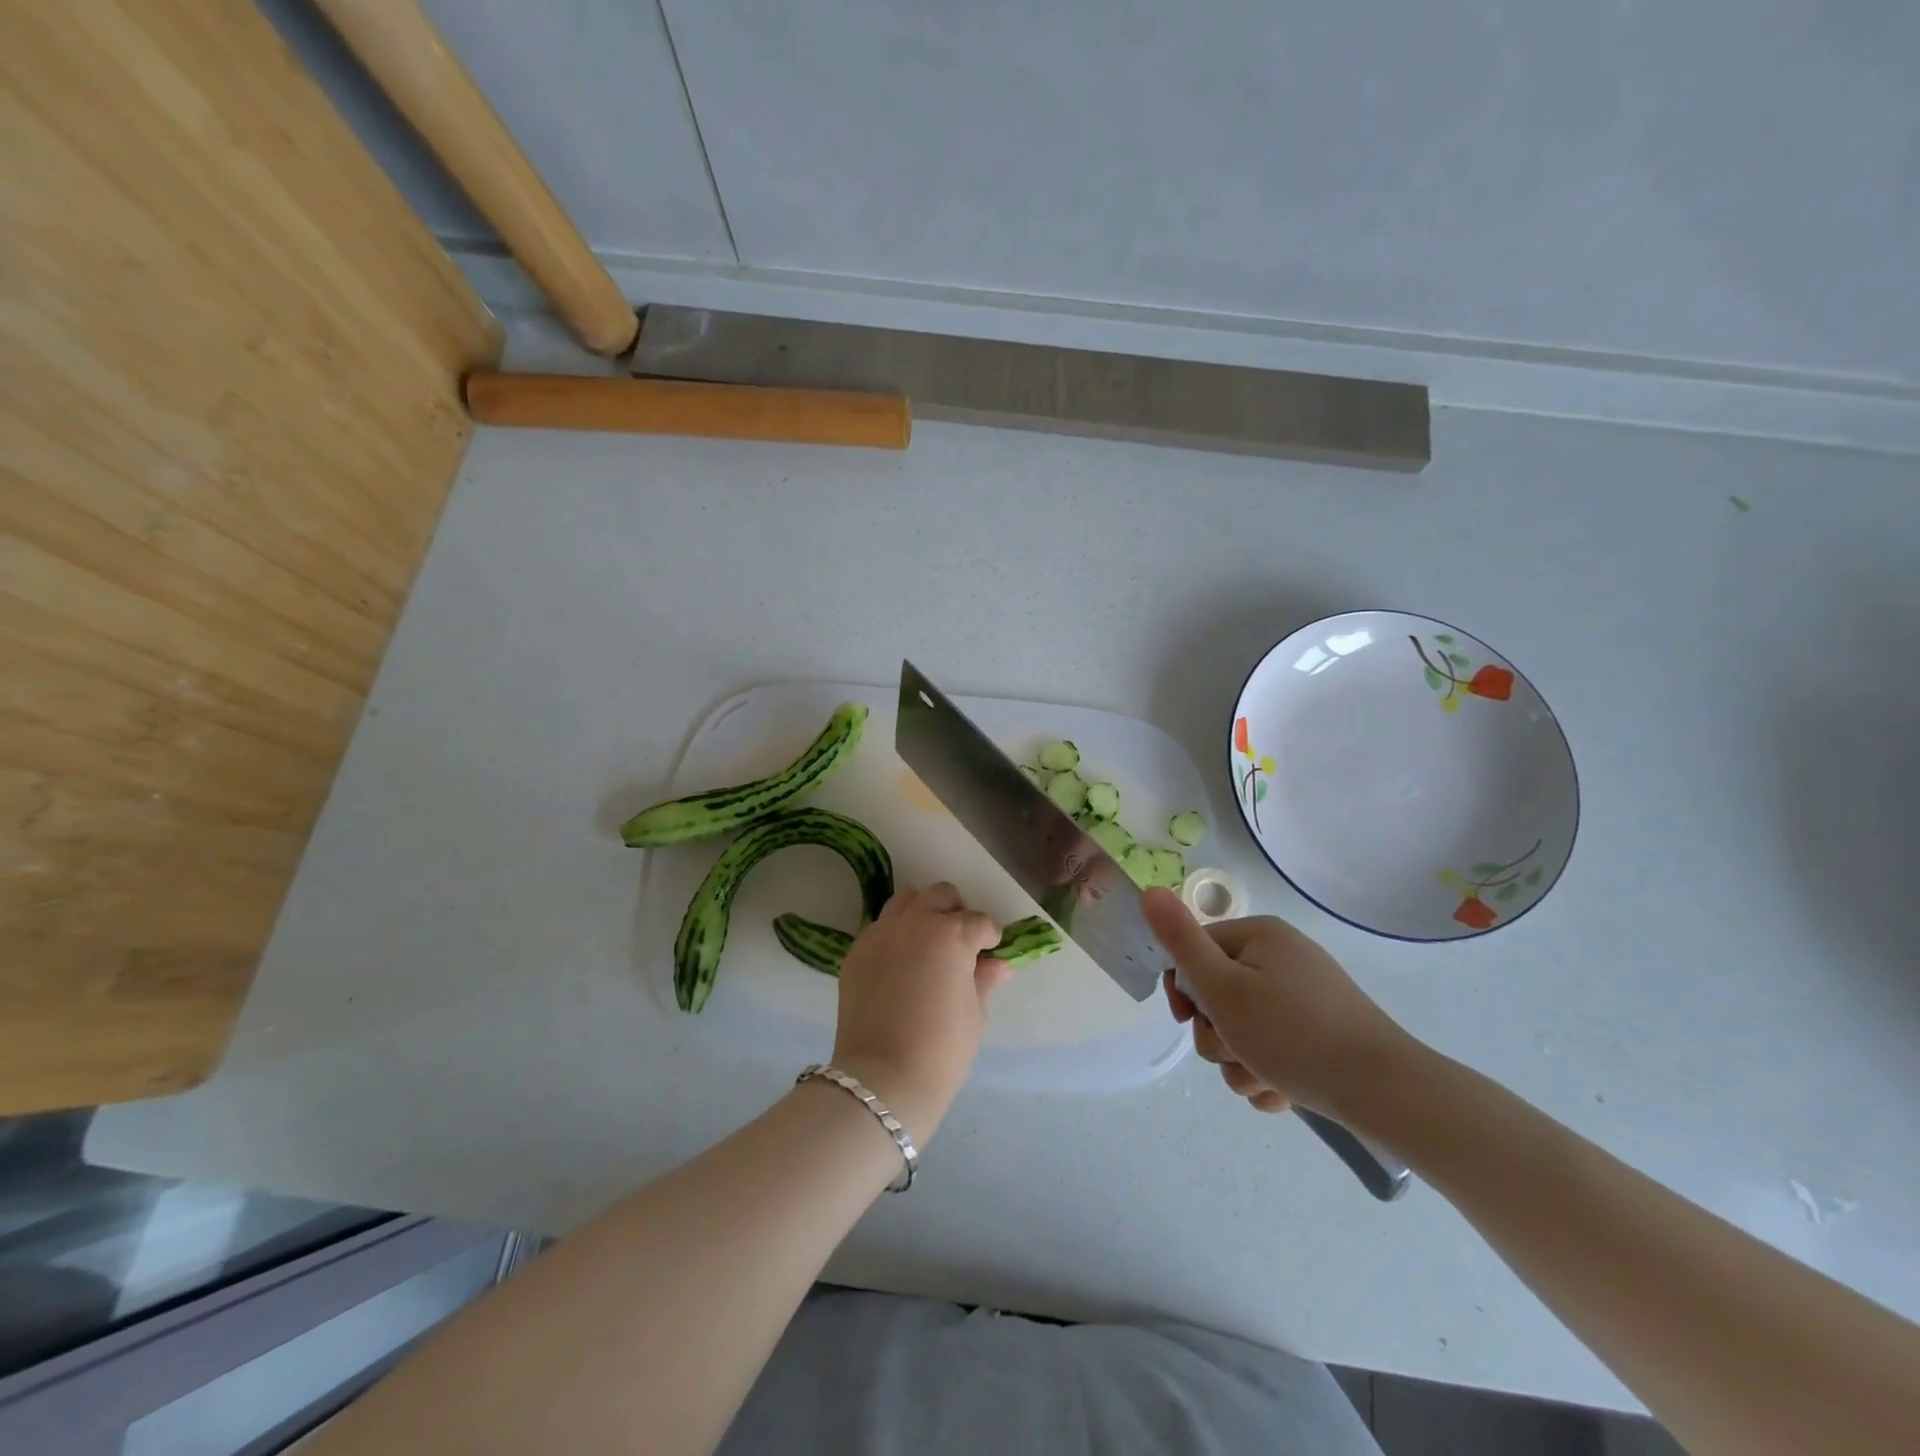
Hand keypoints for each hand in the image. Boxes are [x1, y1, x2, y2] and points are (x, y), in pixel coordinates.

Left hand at [831, 882, 1011, 1142]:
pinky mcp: (857, 950)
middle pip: (941, 895)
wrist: (882, 1079)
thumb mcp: (975, 1014)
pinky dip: (895, 934)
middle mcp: (916, 922)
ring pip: (906, 900)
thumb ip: (984, 979)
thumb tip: (998, 965)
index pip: (979, 922)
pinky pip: (880, 927)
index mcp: (952, 934)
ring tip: (928, 942)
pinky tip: (900, 963)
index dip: (989, 938)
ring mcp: (881, 933)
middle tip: (960, 942)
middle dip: (956, 912)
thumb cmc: (941, 1050)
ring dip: (923, 912)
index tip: (990, 954)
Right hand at [1143, 887, 1413, 1120]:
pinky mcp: (1323, 1033)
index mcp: (1260, 936)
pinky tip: (1281, 1093)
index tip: (1189, 1020)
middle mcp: (1283, 958)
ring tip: (1262, 1080)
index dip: (1184, 990)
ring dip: (1239, 1061)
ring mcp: (1306, 997)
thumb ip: (1180, 941)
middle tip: (1234, 1052)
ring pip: (1244, 1028)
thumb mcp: (1222, 987)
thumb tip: (1149, 891)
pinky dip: (1268, 1072)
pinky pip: (1275, 1048)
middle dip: (1217, 1035)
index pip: (1196, 952)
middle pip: (1218, 994)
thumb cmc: (1293, 1034)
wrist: (1386, 1093)